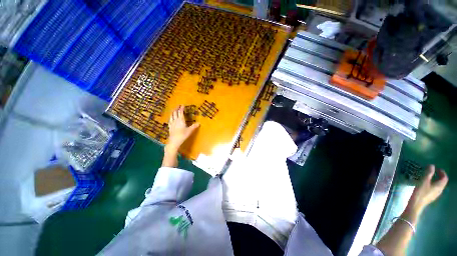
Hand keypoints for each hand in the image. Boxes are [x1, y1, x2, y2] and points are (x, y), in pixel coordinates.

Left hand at [166, 105, 199, 152]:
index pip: (180, 112)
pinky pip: (170, 120)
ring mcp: (172, 124)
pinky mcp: (170, 127)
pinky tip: (170, 118)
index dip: (181, 108)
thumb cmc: (182, 135)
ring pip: (171, 116)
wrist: (174, 141)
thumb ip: (194, 126)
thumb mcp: (190, 131)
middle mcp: (176, 120)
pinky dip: (170, 118)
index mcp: (181, 120)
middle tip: (178, 106)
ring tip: (173, 110)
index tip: (182, 105)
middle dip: (176, 109)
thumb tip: (199, 123)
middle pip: (175, 113)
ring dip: (173, 112)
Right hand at [403, 165, 447, 221]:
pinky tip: (427, 185)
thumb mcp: (423, 181)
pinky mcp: (431, 197)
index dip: (442, 172)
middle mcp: (439, 190)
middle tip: (433, 172)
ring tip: (429, 178)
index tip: (437, 168)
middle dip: (439, 176)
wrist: (416, 205)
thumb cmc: (420, 192)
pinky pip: (434, 189)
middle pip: (442, 182)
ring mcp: (435, 194)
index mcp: (439, 185)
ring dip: (436, 180)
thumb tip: (432, 166)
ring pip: (438, 186)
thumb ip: (428, 173)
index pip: (444, 178)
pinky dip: (433, 185)